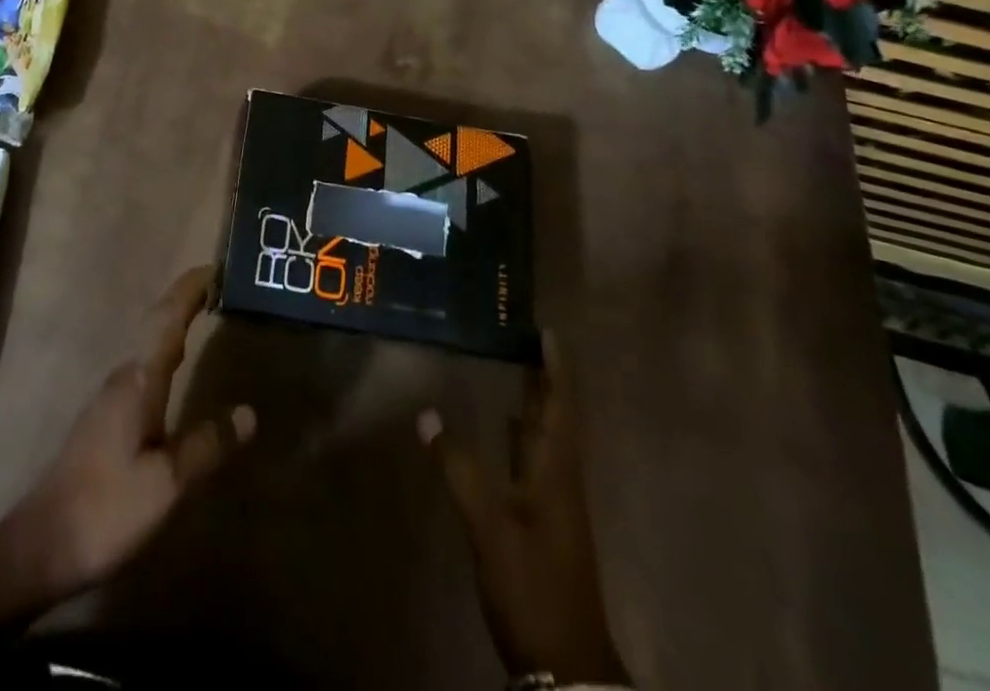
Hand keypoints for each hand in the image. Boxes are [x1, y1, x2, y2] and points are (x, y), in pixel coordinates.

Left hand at [8, 267, 254, 599]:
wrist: (41, 546)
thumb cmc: (107, 509)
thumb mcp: (167, 482)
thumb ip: (207, 445)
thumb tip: (249, 412)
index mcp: (139, 381)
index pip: (168, 319)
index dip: (190, 290)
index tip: (215, 266)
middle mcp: (123, 378)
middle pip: (158, 325)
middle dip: (187, 302)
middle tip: (220, 288)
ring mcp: (109, 398)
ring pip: (149, 348)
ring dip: (175, 326)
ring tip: (205, 318)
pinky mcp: (105, 420)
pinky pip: (143, 370)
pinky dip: (165, 353)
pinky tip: (176, 371)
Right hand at [420, 368, 629, 686]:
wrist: (564, 664)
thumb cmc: (531, 585)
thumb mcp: (489, 526)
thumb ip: (458, 468)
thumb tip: (426, 413)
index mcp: (557, 474)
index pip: (562, 409)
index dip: (558, 371)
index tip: (549, 333)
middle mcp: (561, 481)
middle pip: (557, 419)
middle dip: (545, 380)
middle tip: (525, 340)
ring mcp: (554, 505)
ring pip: (546, 440)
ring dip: (535, 405)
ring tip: (514, 370)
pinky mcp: (543, 523)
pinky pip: (533, 462)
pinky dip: (522, 437)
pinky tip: (505, 429)